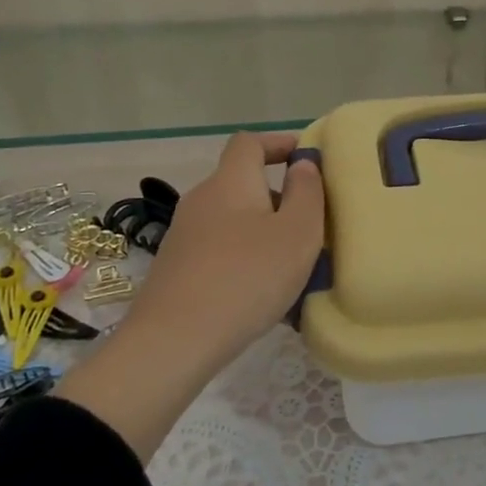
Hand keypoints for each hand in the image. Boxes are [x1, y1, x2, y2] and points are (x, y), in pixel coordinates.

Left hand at [58, 132, 324, 458]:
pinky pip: (221, 248)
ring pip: (234, 219)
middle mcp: (202, 199)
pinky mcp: (177, 267)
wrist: (173, 342)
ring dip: (264, 231)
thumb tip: (303, 164)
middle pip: (244, 183)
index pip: (249, 143)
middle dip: (280, 197)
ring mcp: (184, 235)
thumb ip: (307, 193)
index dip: (279, 143)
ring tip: (294, 263)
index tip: (307, 158)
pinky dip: (245, 256)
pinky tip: (263, 291)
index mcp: (230, 182)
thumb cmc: (246, 278)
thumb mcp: (297, 234)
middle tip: (312, 224)